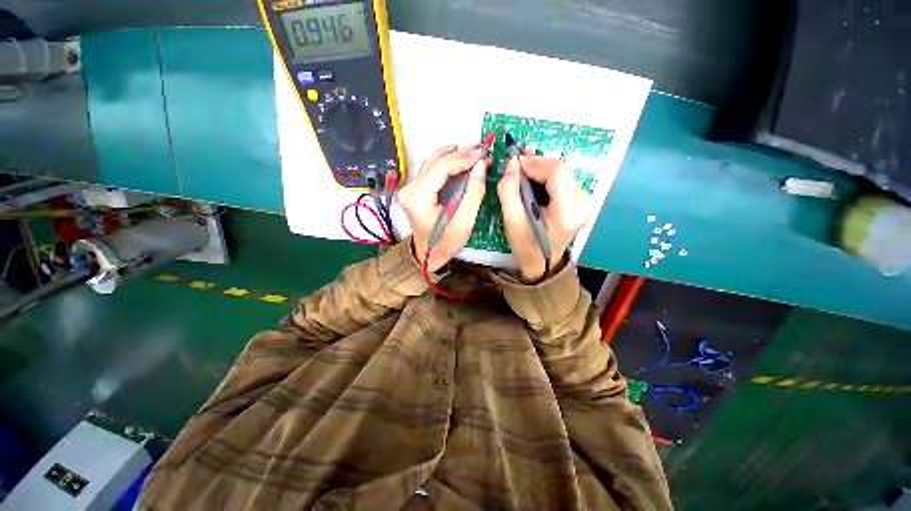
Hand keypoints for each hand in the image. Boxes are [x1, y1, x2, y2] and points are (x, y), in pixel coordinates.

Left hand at [398, 144, 488, 271]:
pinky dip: (446, 162)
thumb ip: (473, 193)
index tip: (482, 154)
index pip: (440, 169)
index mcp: (418, 200)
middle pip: (434, 162)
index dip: (462, 159)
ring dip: (452, 154)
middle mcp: (409, 190)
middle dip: (459, 153)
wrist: (426, 255)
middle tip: (481, 149)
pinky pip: (430, 169)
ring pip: (431, 162)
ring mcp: (409, 189)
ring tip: (472, 151)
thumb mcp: (463, 223)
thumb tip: (481, 165)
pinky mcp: (414, 190)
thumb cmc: (445, 243)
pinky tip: (459, 158)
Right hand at [497, 149, 592, 281]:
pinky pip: (564, 178)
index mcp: (568, 212)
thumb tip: (511, 163)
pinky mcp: (582, 199)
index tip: (516, 161)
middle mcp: (583, 203)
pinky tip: (535, 173)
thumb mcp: (512, 220)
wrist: (543, 262)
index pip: (557, 174)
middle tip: (518, 159)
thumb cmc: (526, 245)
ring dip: (542, 166)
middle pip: (562, 169)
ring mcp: (586, 200)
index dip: (536, 163)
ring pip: (563, 171)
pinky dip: (547, 174)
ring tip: (524, 164)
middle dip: (538, 162)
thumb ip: (508, 190)